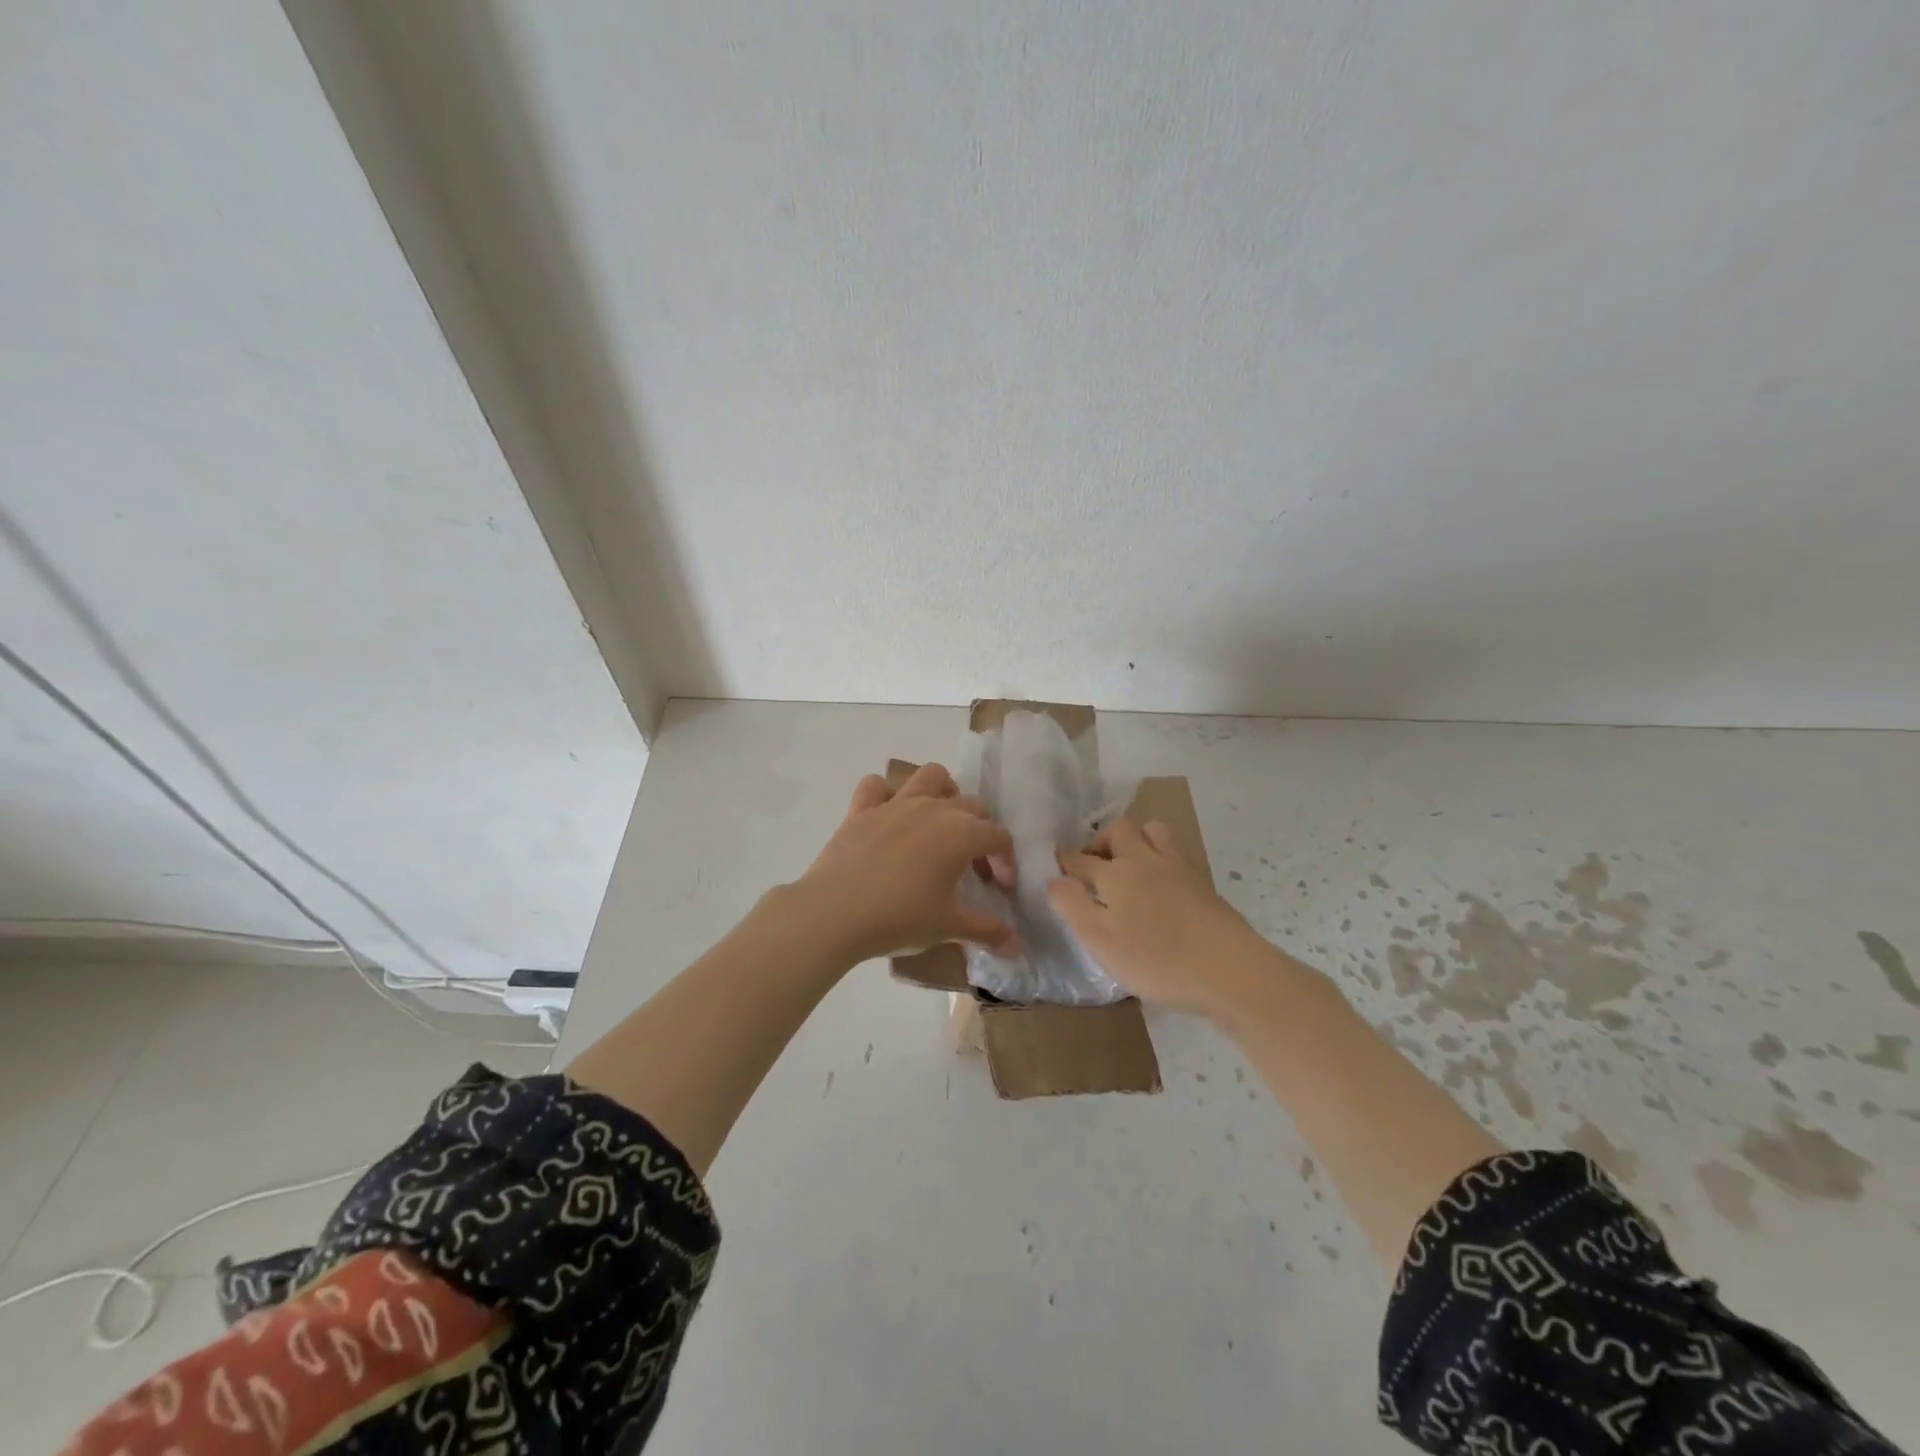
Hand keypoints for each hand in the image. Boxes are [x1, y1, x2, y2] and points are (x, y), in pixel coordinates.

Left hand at [794, 763, 1019, 964]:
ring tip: (940, 821)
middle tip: (972, 866)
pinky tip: (887, 817)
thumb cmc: (900, 918)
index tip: (1000, 887)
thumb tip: (1018, 947)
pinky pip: (876, 786)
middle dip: (981, 830)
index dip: (1005, 860)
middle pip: (972, 805)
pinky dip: (885, 794)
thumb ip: (987, 931)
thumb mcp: (949, 927)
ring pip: (930, 776)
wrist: (835, 912)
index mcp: (961, 833)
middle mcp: (933, 808)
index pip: (998, 836)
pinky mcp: (862, 809)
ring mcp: (895, 804)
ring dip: (943, 792)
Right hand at [1049, 818, 1271, 1016]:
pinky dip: (1161, 852)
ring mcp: (1176, 867)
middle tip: (1092, 863)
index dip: (1063, 860)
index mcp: (1113, 875)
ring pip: (1152, 831)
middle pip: (1117, 831)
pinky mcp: (1201, 881)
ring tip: (1128, 861)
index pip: (1079, 859)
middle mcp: (1142, 860)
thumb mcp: (1100, 940)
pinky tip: (1161, 877)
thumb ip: (1072, 906)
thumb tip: (1054, 879)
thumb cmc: (1156, 959)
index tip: (1054, 863)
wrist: (1229, 968)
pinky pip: (1175, 850)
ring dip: (1135, 838)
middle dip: (1099, 840)